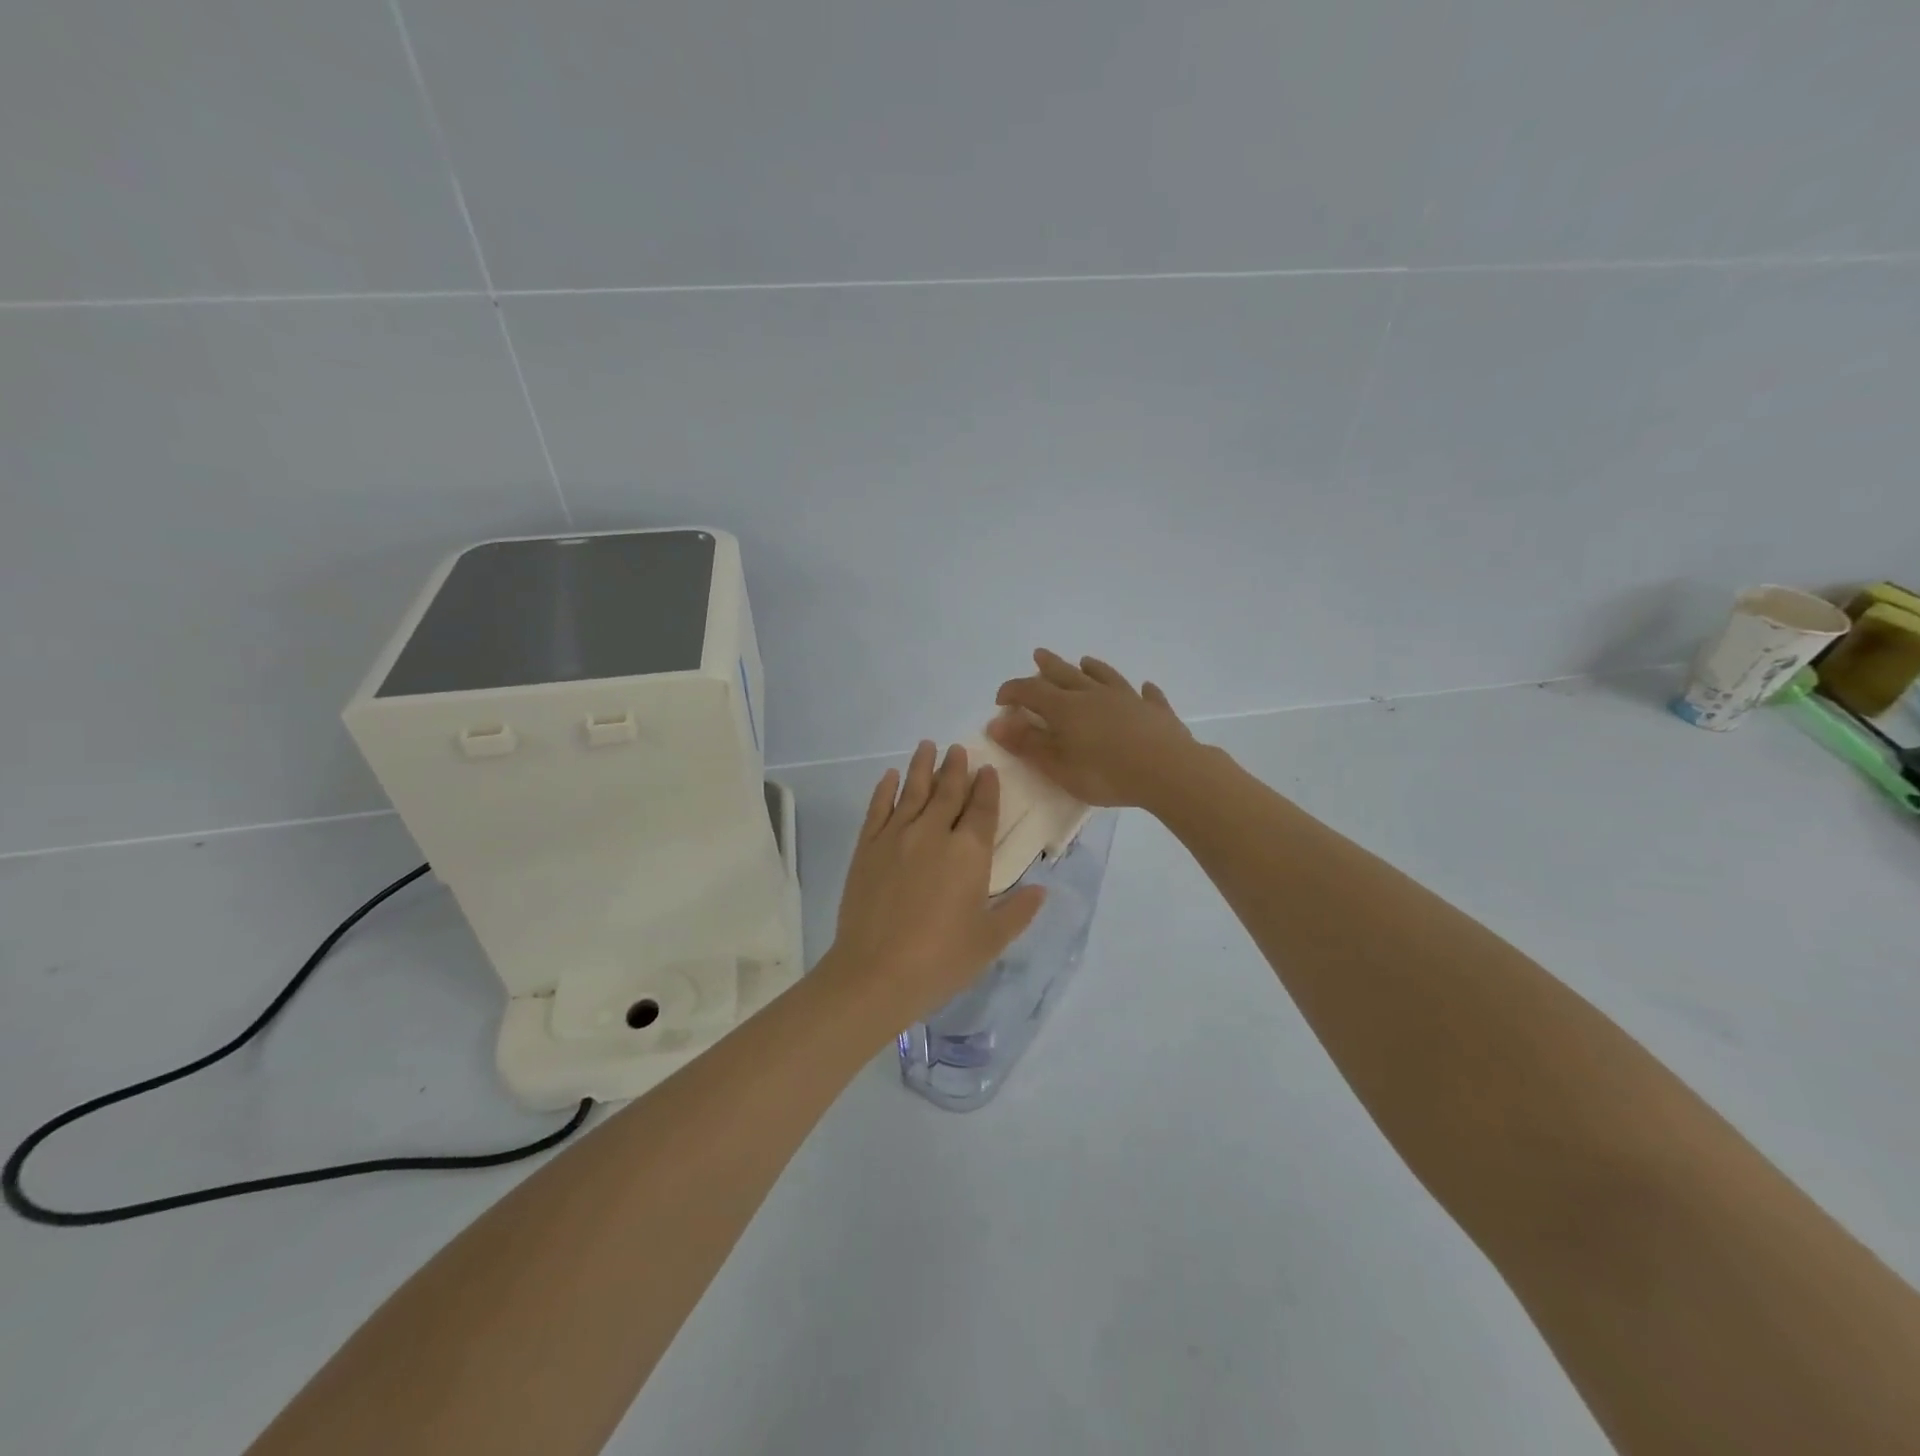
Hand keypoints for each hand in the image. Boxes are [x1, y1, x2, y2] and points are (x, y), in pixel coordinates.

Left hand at [825, 741, 1046, 1025]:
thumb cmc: (941, 960)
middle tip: (958, 749)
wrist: (875, 973)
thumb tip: (1041, 890)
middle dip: (956, 768)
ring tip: (928, 746)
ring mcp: (896, 837)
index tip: (988, 770)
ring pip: (913, 791)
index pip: (982, 810)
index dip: (987, 788)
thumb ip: (1018, 912)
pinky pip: (878, 809)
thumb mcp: (990, 941)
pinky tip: (891, 777)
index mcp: (968, 854)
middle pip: (948, 792)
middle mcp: (933, 834)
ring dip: (922, 767)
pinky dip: (885, 790)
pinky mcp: (867, 848)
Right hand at [988, 650, 1201, 810]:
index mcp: (1066, 708)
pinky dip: (1143, 691)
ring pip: (1105, 677)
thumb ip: (1028, 744)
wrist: (1168, 771)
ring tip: (1085, 661)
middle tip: (1038, 655)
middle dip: (1048, 667)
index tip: (1000, 699)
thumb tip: (996, 723)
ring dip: (1092, 669)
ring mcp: (1128, 699)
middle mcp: (1094, 695)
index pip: (1031, 691)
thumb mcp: (1058, 766)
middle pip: (1066, 674)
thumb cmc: (1106, 773)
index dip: (1013, 691)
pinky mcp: (1156, 712)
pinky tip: (1145, 688)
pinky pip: (1147, 696)